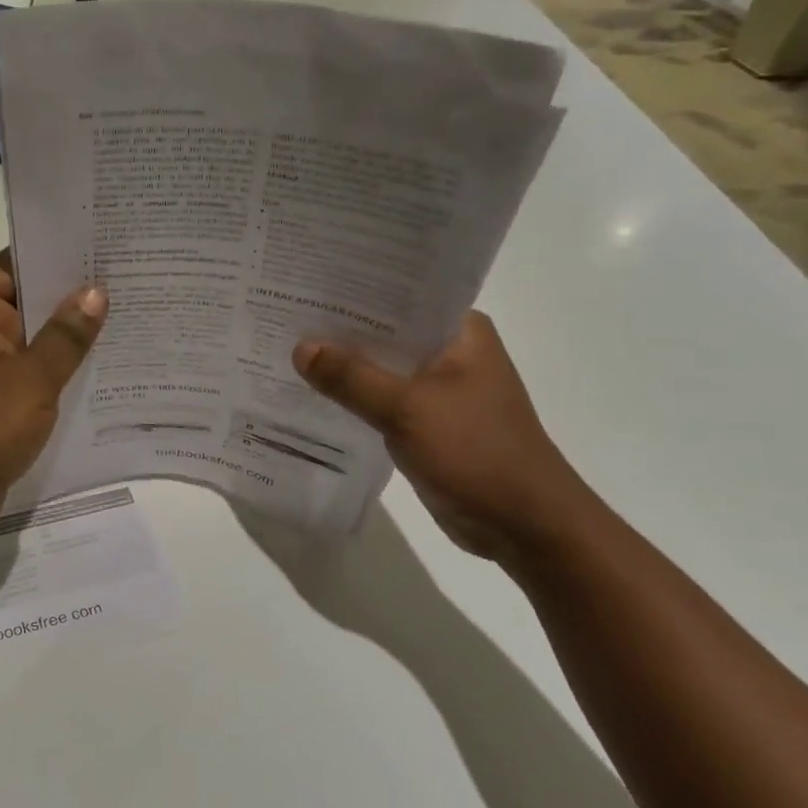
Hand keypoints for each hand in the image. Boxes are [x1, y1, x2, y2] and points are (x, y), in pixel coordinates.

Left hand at [0, 251, 106, 532]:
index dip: (53, 250)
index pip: (14, 263)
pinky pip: (35, 372)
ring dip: (71, 332)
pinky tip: (104, 364)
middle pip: (28, 299)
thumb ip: (65, 336)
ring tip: (128, 313)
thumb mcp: (31, 379)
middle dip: (72, 292)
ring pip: (35, 338)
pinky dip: (62, 367)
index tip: (100, 242)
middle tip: (129, 276)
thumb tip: (95, 291)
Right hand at [294, 313, 601, 563]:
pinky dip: (352, 397)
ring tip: (286, 347)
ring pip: (380, 367)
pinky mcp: (426, 422)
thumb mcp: (408, 409)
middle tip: (284, 312)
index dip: (353, 290)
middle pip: (385, 332)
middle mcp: (450, 352)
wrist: (524, 525)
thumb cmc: (477, 452)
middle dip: (339, 328)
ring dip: (343, 365)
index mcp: (459, 332)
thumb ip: (352, 377)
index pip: (400, 295)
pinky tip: (311, 392)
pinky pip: (379, 399)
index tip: (306, 282)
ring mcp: (438, 389)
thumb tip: (301, 348)